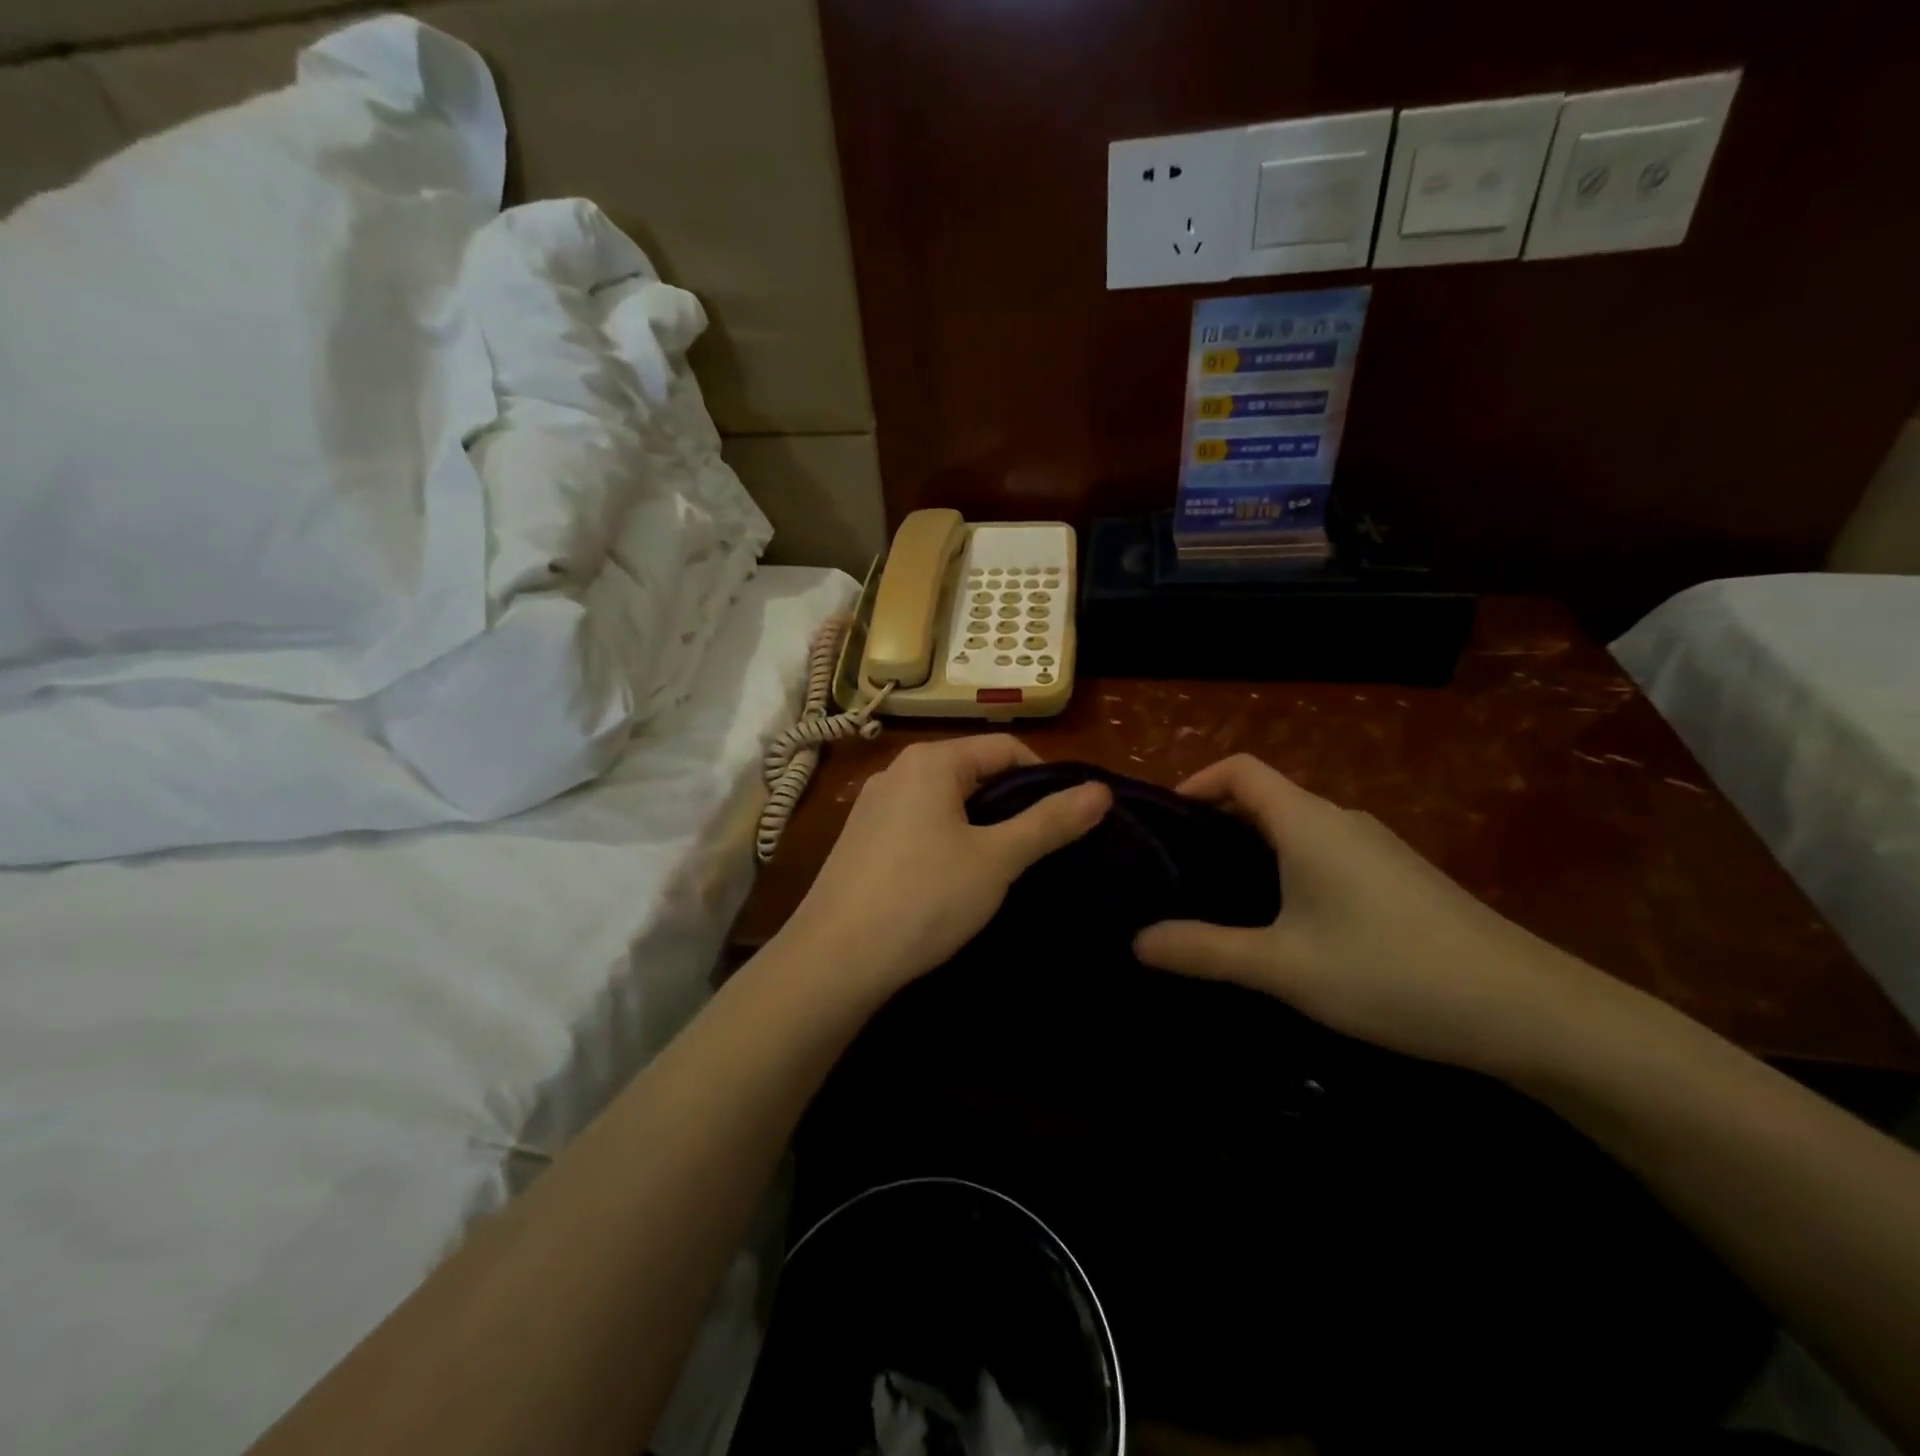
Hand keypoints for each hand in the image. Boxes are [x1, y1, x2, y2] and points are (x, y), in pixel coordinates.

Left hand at [779, 736, 1110, 1002]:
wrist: (834, 960)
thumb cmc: (923, 899)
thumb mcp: (996, 860)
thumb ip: (1049, 822)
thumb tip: (1100, 790)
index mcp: (931, 761)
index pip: (1005, 748)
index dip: (1044, 780)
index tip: (1066, 822)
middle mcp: (897, 771)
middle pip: (973, 771)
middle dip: (1011, 804)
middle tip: (1039, 849)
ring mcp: (872, 806)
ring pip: (945, 801)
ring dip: (979, 826)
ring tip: (1002, 868)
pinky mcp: (860, 840)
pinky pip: (917, 825)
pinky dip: (946, 841)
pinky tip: (952, 882)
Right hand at [1133, 755, 1614, 1076]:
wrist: (1530, 1011)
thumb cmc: (1390, 971)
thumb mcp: (1283, 966)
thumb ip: (1204, 950)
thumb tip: (1136, 941)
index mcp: (1307, 821)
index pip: (1240, 769)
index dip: (1196, 781)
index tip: (1163, 821)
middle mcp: (1341, 820)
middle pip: (1265, 797)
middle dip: (1216, 822)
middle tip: (1176, 869)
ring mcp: (1377, 848)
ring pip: (1297, 828)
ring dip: (1253, 848)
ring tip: (1220, 896)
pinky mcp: (1401, 878)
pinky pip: (1326, 853)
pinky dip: (1290, 867)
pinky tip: (1289, 923)